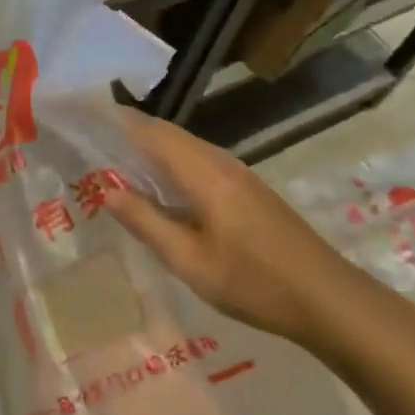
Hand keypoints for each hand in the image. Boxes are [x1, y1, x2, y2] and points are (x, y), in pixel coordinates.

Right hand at [104, 114, 367, 351]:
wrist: (329, 299)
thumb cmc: (254, 283)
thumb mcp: (190, 262)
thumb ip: (147, 222)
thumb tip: (107, 189)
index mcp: (203, 173)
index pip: (151, 132)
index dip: (118, 121)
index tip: (86, 116)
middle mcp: (220, 162)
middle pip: (168, 133)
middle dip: (130, 131)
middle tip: (93, 140)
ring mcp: (239, 174)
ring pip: (185, 146)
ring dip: (151, 147)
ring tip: (117, 160)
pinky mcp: (249, 188)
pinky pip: (200, 160)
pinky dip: (171, 162)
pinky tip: (162, 186)